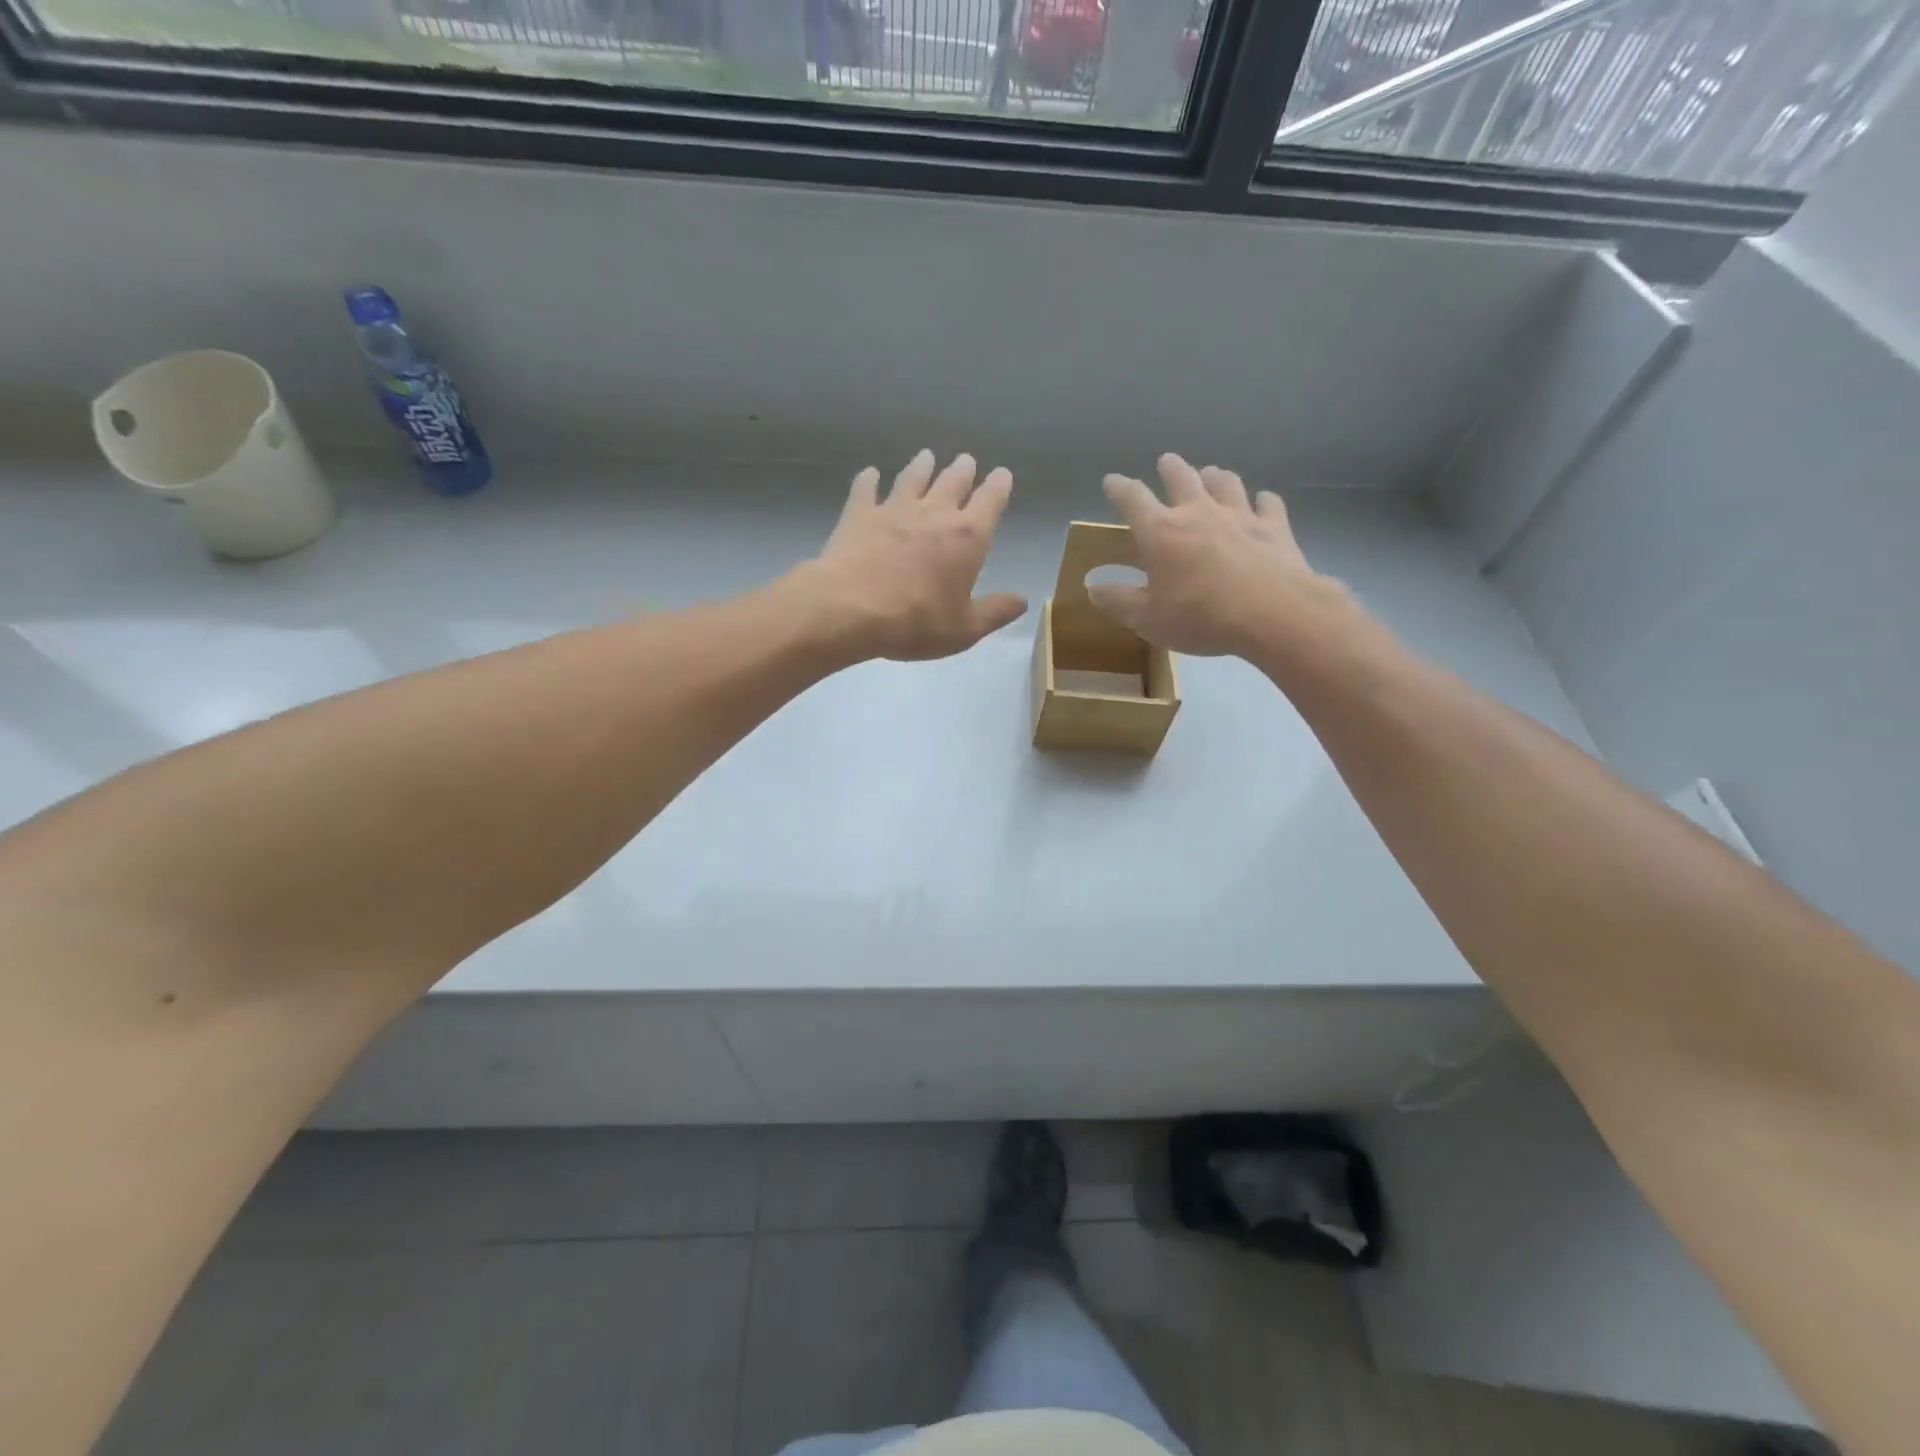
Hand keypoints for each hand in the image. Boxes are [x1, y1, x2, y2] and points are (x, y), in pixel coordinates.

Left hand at [805, 450, 1028, 662]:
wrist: (851, 608)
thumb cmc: (916, 622)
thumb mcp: (965, 629)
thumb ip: (995, 612)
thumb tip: (1022, 601)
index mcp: (968, 538)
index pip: (990, 502)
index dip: (999, 486)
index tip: (1002, 475)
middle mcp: (935, 514)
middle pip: (953, 482)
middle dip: (963, 470)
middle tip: (966, 460)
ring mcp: (894, 510)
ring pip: (913, 478)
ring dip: (922, 466)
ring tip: (927, 456)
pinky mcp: (859, 515)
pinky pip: (866, 489)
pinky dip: (869, 480)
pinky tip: (870, 473)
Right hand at [1093, 454, 1340, 657]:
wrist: (1272, 614)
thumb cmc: (1201, 617)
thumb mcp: (1148, 619)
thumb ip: (1119, 601)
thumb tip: (1093, 587)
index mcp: (1161, 532)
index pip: (1133, 499)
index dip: (1119, 488)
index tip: (1111, 481)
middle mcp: (1198, 513)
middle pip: (1182, 478)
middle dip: (1171, 468)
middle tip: (1166, 461)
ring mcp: (1240, 515)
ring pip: (1225, 483)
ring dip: (1215, 476)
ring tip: (1212, 473)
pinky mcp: (1274, 527)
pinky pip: (1268, 504)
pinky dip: (1262, 501)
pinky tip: (1262, 501)